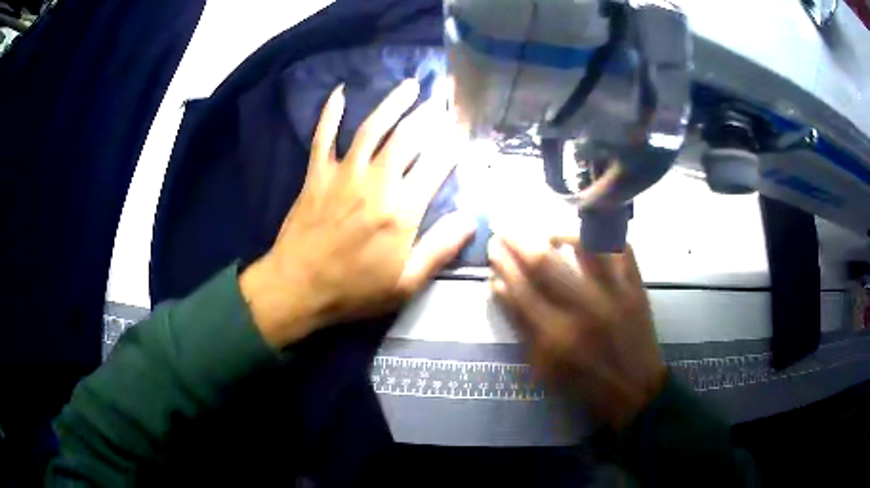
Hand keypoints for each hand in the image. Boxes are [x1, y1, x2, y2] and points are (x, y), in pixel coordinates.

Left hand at [241, 81, 475, 347]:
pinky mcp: (317, 175)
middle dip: (428, 116)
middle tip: (442, 101)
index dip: (453, 145)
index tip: (464, 131)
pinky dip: (330, 113)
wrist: (297, 288)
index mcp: (401, 212)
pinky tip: (339, 92)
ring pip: (372, 129)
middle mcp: (375, 184)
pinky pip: (323, 137)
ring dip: (392, 103)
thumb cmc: (353, 290)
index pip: (436, 166)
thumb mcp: (405, 284)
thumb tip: (471, 219)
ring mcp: (343, 175)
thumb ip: (439, 249)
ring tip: (409, 86)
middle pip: (407, 139)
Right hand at [488, 235, 665, 427]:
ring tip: (547, 232)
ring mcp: (614, 294)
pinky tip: (586, 234)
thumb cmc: (583, 382)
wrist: (633, 388)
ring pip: (585, 245)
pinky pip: (621, 247)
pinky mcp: (636, 288)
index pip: (519, 288)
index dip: (502, 264)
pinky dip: (603, 234)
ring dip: (559, 231)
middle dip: (517, 239)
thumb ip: (520, 326)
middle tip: (505, 228)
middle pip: (544, 262)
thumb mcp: (542, 366)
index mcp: (555, 336)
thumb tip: (498, 285)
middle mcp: (583, 310)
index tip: (493, 247)